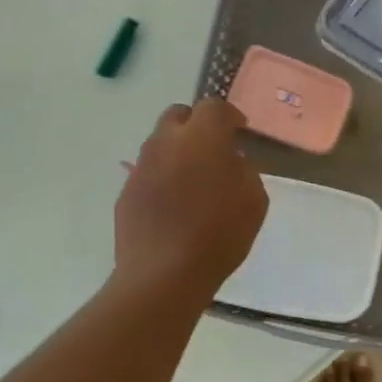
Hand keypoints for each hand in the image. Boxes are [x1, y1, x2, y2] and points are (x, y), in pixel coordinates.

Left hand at [114, 100, 267, 297]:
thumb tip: (230, 160)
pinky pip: (149, 170)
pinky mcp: (127, 191)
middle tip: (213, 148)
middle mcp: (167, 142)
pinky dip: (164, 176)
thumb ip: (244, 170)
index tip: (240, 130)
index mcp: (202, 138)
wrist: (164, 274)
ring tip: (194, 178)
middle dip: (197, 124)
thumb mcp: (254, 200)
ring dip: (179, 150)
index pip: (213, 107)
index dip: (229, 115)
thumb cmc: (220, 234)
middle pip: (178, 115)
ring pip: (160, 142)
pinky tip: (176, 203)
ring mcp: (142, 166)